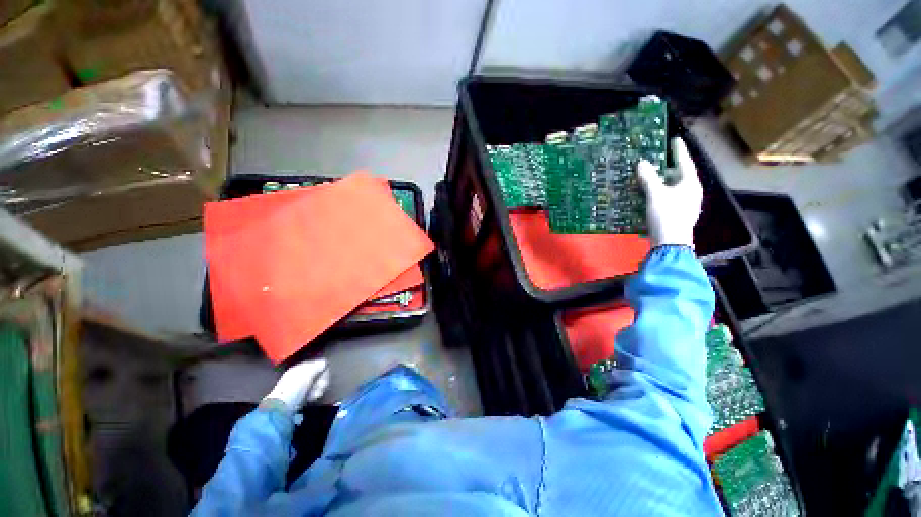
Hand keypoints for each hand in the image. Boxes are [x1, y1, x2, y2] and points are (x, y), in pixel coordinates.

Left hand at [264, 358, 329, 410]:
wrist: (283, 407)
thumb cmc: (295, 386)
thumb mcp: (308, 371)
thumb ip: (319, 365)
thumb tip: (324, 363)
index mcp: (300, 368)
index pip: (317, 364)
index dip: (323, 368)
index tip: (324, 374)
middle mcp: (300, 376)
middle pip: (319, 375)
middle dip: (322, 380)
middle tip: (320, 385)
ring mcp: (301, 387)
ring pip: (317, 384)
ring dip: (319, 388)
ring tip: (315, 394)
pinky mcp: (302, 397)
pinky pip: (313, 393)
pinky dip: (314, 395)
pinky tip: (311, 398)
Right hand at [637, 138, 702, 247]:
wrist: (671, 242)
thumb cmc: (666, 214)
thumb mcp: (655, 194)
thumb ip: (649, 178)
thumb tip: (642, 162)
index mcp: (690, 184)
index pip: (685, 162)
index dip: (678, 151)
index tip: (675, 140)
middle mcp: (692, 192)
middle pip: (680, 175)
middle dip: (669, 168)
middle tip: (658, 162)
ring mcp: (687, 204)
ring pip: (675, 187)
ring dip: (664, 182)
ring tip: (652, 179)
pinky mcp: (680, 214)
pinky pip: (671, 197)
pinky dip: (663, 193)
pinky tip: (653, 196)